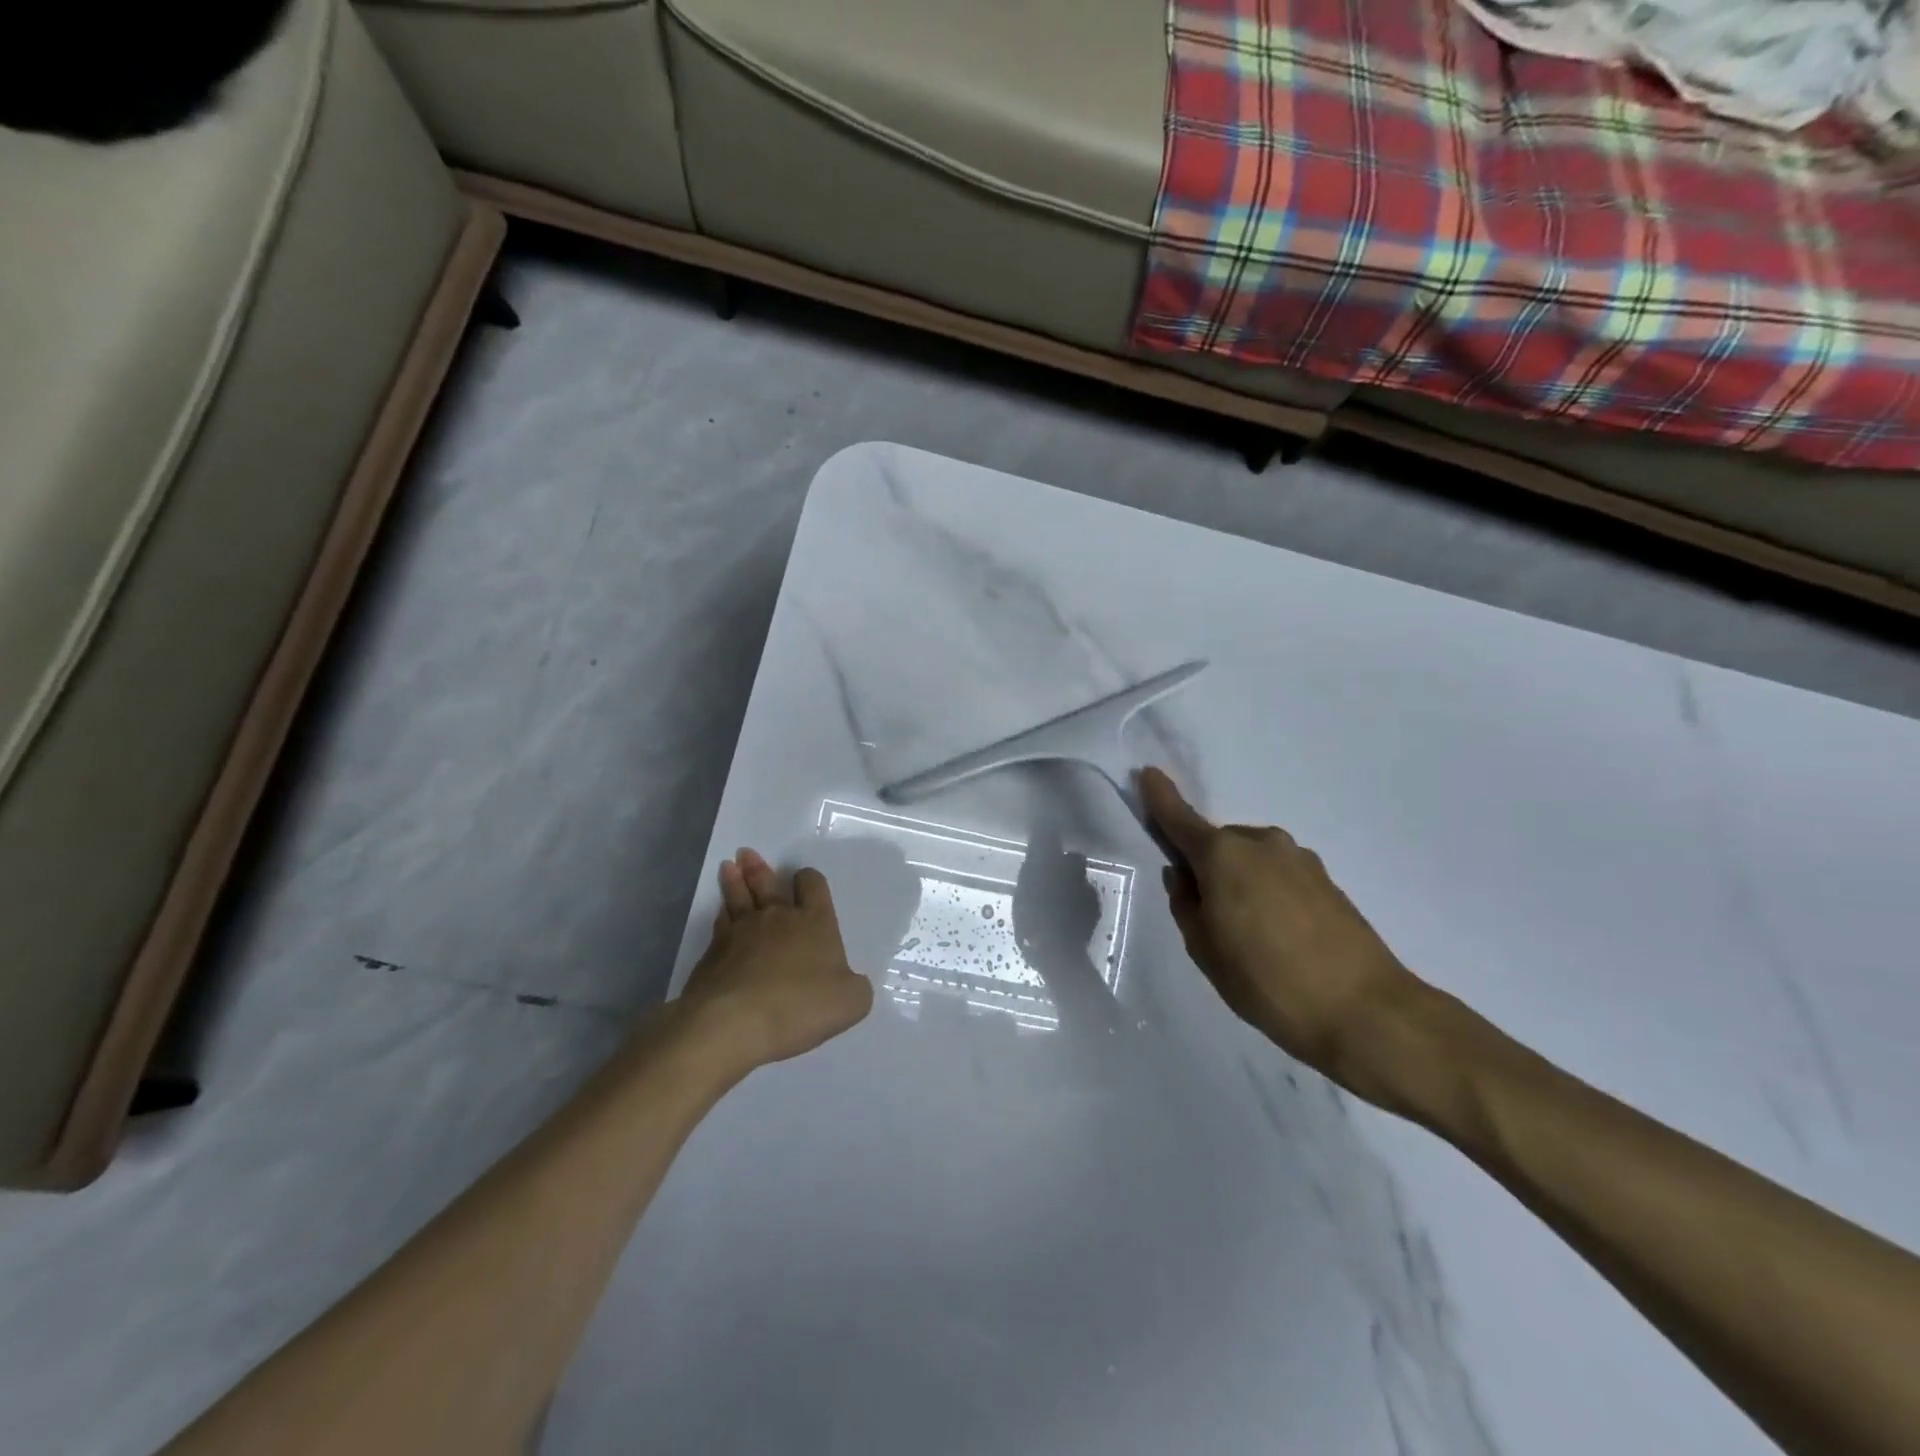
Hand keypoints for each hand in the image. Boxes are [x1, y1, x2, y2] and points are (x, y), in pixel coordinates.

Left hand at [680, 849, 873, 1070]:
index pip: (813, 885)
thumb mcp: (850, 1002)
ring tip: (728, 867)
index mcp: (813, 921)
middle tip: (746, 854)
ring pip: (737, 898)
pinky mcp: (711, 954)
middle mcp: (776, 918)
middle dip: (759, 869)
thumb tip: (851, 984)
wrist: (734, 1022)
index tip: (804, 879)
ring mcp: (740, 933)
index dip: (809, 879)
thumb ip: (855, 988)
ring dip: (734, 882)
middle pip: (767, 883)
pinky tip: (720, 915)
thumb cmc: (800, 1005)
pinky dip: (720, 917)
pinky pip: (719, 926)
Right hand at [1140, 767, 1429, 1102]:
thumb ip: (1186, 904)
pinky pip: (1279, 875)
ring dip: (1240, 882)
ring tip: (1251, 937)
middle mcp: (1261, 843)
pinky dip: (1268, 893)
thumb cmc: (1266, 981)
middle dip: (1206, 867)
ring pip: (1250, 860)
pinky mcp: (1326, 879)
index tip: (1148, 773)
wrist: (1365, 1011)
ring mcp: (1299, 858)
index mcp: (1222, 855)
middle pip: (1218, 844)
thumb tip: (1184, 876)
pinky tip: (1281, 937)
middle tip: (1210, 918)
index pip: (1179, 818)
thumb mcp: (1204, 949)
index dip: (1160, 797)